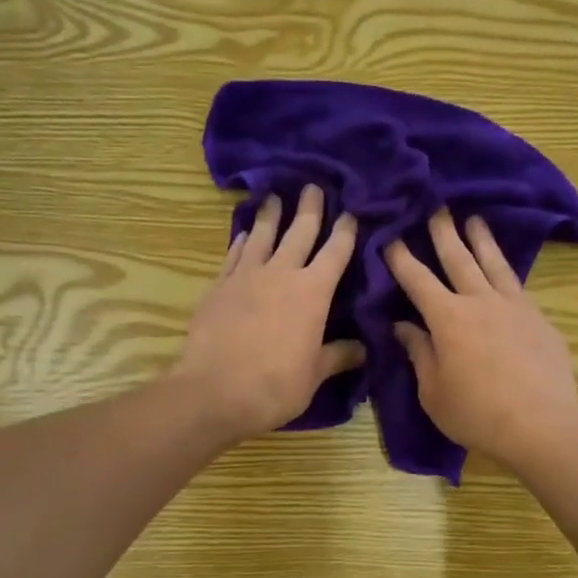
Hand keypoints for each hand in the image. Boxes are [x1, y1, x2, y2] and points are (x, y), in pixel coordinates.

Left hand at [174, 185, 364, 442]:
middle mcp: (281, 274)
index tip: (351, 212)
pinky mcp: (218, 286)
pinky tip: (244, 234)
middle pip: (299, 232)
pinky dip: (242, 240)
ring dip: (271, 214)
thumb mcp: (314, 375)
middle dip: (309, 208)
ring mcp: (246, 276)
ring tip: (274, 196)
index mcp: (313, 293)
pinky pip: (234, 254)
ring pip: (262, 235)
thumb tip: (363, 349)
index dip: (346, 230)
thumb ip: (338, 356)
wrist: (214, 391)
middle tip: (312, 186)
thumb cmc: (275, 386)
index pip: (336, 252)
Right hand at [385, 210, 577, 470]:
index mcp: (447, 318)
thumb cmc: (476, 413)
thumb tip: (404, 326)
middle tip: (436, 208)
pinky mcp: (539, 319)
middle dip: (443, 233)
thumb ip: (419, 353)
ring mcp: (514, 307)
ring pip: (494, 263)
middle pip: (458, 259)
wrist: (541, 424)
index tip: (390, 237)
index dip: (401, 258)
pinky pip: (518, 285)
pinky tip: (505, 266)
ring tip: (474, 219)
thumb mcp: (433, 391)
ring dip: (481, 239)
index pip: (417, 280)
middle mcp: (480, 301)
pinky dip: (506, 269)